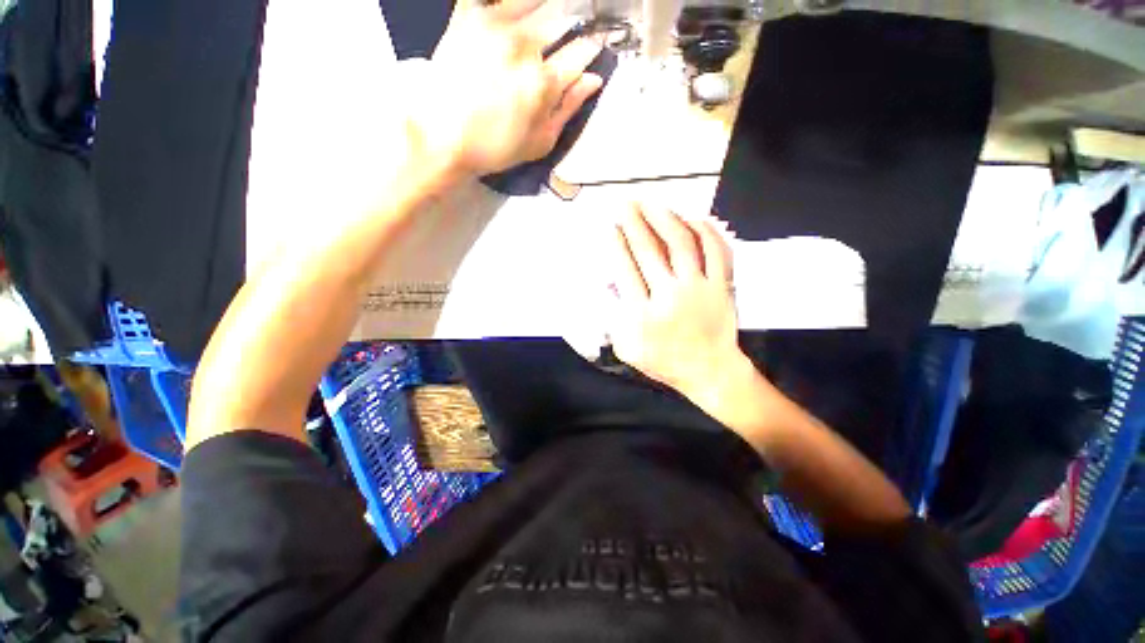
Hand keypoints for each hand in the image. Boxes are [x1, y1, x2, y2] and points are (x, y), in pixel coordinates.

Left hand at [413, 0, 603, 176]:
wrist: (442, 136)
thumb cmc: (495, 147)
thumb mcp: (540, 143)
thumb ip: (568, 109)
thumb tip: (593, 79)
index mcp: (544, 82)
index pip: (580, 52)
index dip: (590, 48)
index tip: (591, 47)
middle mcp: (524, 46)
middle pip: (560, 18)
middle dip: (570, 21)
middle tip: (568, 28)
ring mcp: (495, 25)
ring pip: (533, 0)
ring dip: (544, 7)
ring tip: (542, 21)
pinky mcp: (468, 15)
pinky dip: (506, 4)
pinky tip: (509, 14)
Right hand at [607, 204, 750, 409]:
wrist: (709, 371)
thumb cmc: (664, 361)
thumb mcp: (628, 348)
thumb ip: (614, 319)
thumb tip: (610, 285)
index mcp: (643, 314)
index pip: (625, 270)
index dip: (616, 244)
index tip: (611, 226)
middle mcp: (670, 296)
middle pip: (648, 251)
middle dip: (634, 223)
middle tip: (625, 204)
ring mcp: (699, 289)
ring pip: (681, 244)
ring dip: (664, 219)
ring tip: (652, 204)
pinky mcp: (722, 286)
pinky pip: (716, 251)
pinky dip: (706, 232)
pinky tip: (693, 218)